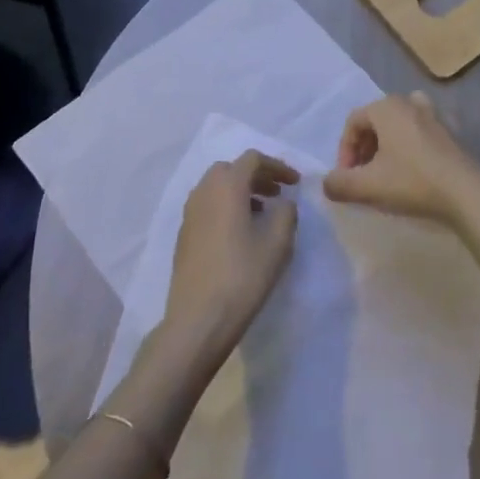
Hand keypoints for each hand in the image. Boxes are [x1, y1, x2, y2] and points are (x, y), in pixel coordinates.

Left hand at [164, 150, 299, 362]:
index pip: (253, 159)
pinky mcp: (184, 235)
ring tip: (262, 213)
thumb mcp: (277, 244)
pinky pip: (208, 206)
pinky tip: (240, 233)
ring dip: (241, 191)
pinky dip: (226, 207)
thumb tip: (283, 203)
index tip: (295, 183)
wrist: (198, 319)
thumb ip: (286, 213)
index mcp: (227, 186)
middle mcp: (204, 191)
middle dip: (257, 176)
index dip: (277, 166)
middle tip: (277, 193)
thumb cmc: (242, 276)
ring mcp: (189, 213)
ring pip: (217, 187)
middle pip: (231, 169)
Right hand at [323, 93, 479, 226]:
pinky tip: (410, 173)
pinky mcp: (448, 132)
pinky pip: (417, 133)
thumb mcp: (367, 186)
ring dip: (385, 147)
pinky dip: (407, 148)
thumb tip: (327, 183)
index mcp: (386, 107)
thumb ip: (339, 183)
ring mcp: (431, 115)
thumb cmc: (412, 182)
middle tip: (363, 176)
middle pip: (374, 122)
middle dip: (363, 149)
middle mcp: (408, 102)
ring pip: (397, 126)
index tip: (347, 178)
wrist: (467, 193)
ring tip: (384, 174)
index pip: (353, 122)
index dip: (344, 150)